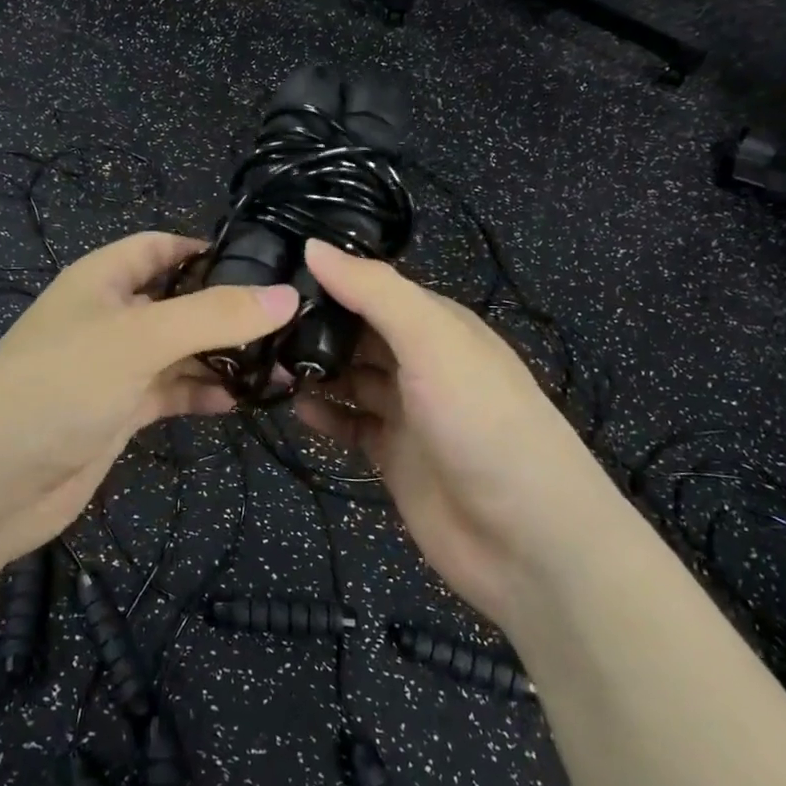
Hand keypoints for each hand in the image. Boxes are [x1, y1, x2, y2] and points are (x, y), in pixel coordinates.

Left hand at [0, 232, 297, 595]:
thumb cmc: (61, 384)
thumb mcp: (140, 338)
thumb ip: (215, 316)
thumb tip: (288, 295)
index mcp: (103, 279)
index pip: (163, 247)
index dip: (209, 249)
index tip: (266, 264)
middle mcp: (111, 316)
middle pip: (179, 300)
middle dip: (229, 309)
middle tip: (292, 320)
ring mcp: (116, 366)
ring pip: (181, 349)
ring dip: (225, 356)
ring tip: (284, 364)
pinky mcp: (121, 411)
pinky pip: (173, 391)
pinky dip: (205, 392)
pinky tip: (245, 400)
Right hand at [293, 240, 614, 631]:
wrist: (528, 538)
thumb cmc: (482, 421)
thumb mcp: (433, 341)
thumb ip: (374, 292)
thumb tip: (313, 246)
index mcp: (438, 325)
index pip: (375, 289)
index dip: (330, 280)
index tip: (273, 273)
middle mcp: (422, 362)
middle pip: (359, 334)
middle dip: (315, 327)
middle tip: (256, 324)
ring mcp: (408, 412)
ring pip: (351, 379)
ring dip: (314, 371)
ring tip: (264, 364)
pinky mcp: (394, 457)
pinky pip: (351, 425)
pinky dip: (325, 416)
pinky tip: (296, 409)